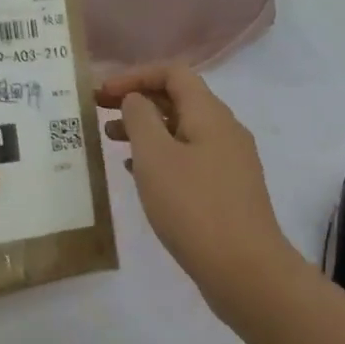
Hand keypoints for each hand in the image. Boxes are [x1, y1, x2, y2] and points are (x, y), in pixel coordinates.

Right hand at [98, 63, 298, 325]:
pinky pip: (189, 158)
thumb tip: (136, 100)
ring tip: (110, 141)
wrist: (246, 270)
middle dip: (137, 100)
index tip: (102, 94)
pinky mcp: (227, 190)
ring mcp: (229, 161)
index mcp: (210, 114)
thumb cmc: (193, 207)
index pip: (173, 73)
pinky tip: (137, 173)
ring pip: (182, 130)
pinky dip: (161, 156)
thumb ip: (140, 119)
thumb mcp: (155, 157)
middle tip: (99, 112)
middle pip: (178, 99)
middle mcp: (225, 130)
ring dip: (146, 129)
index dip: (134, 75)